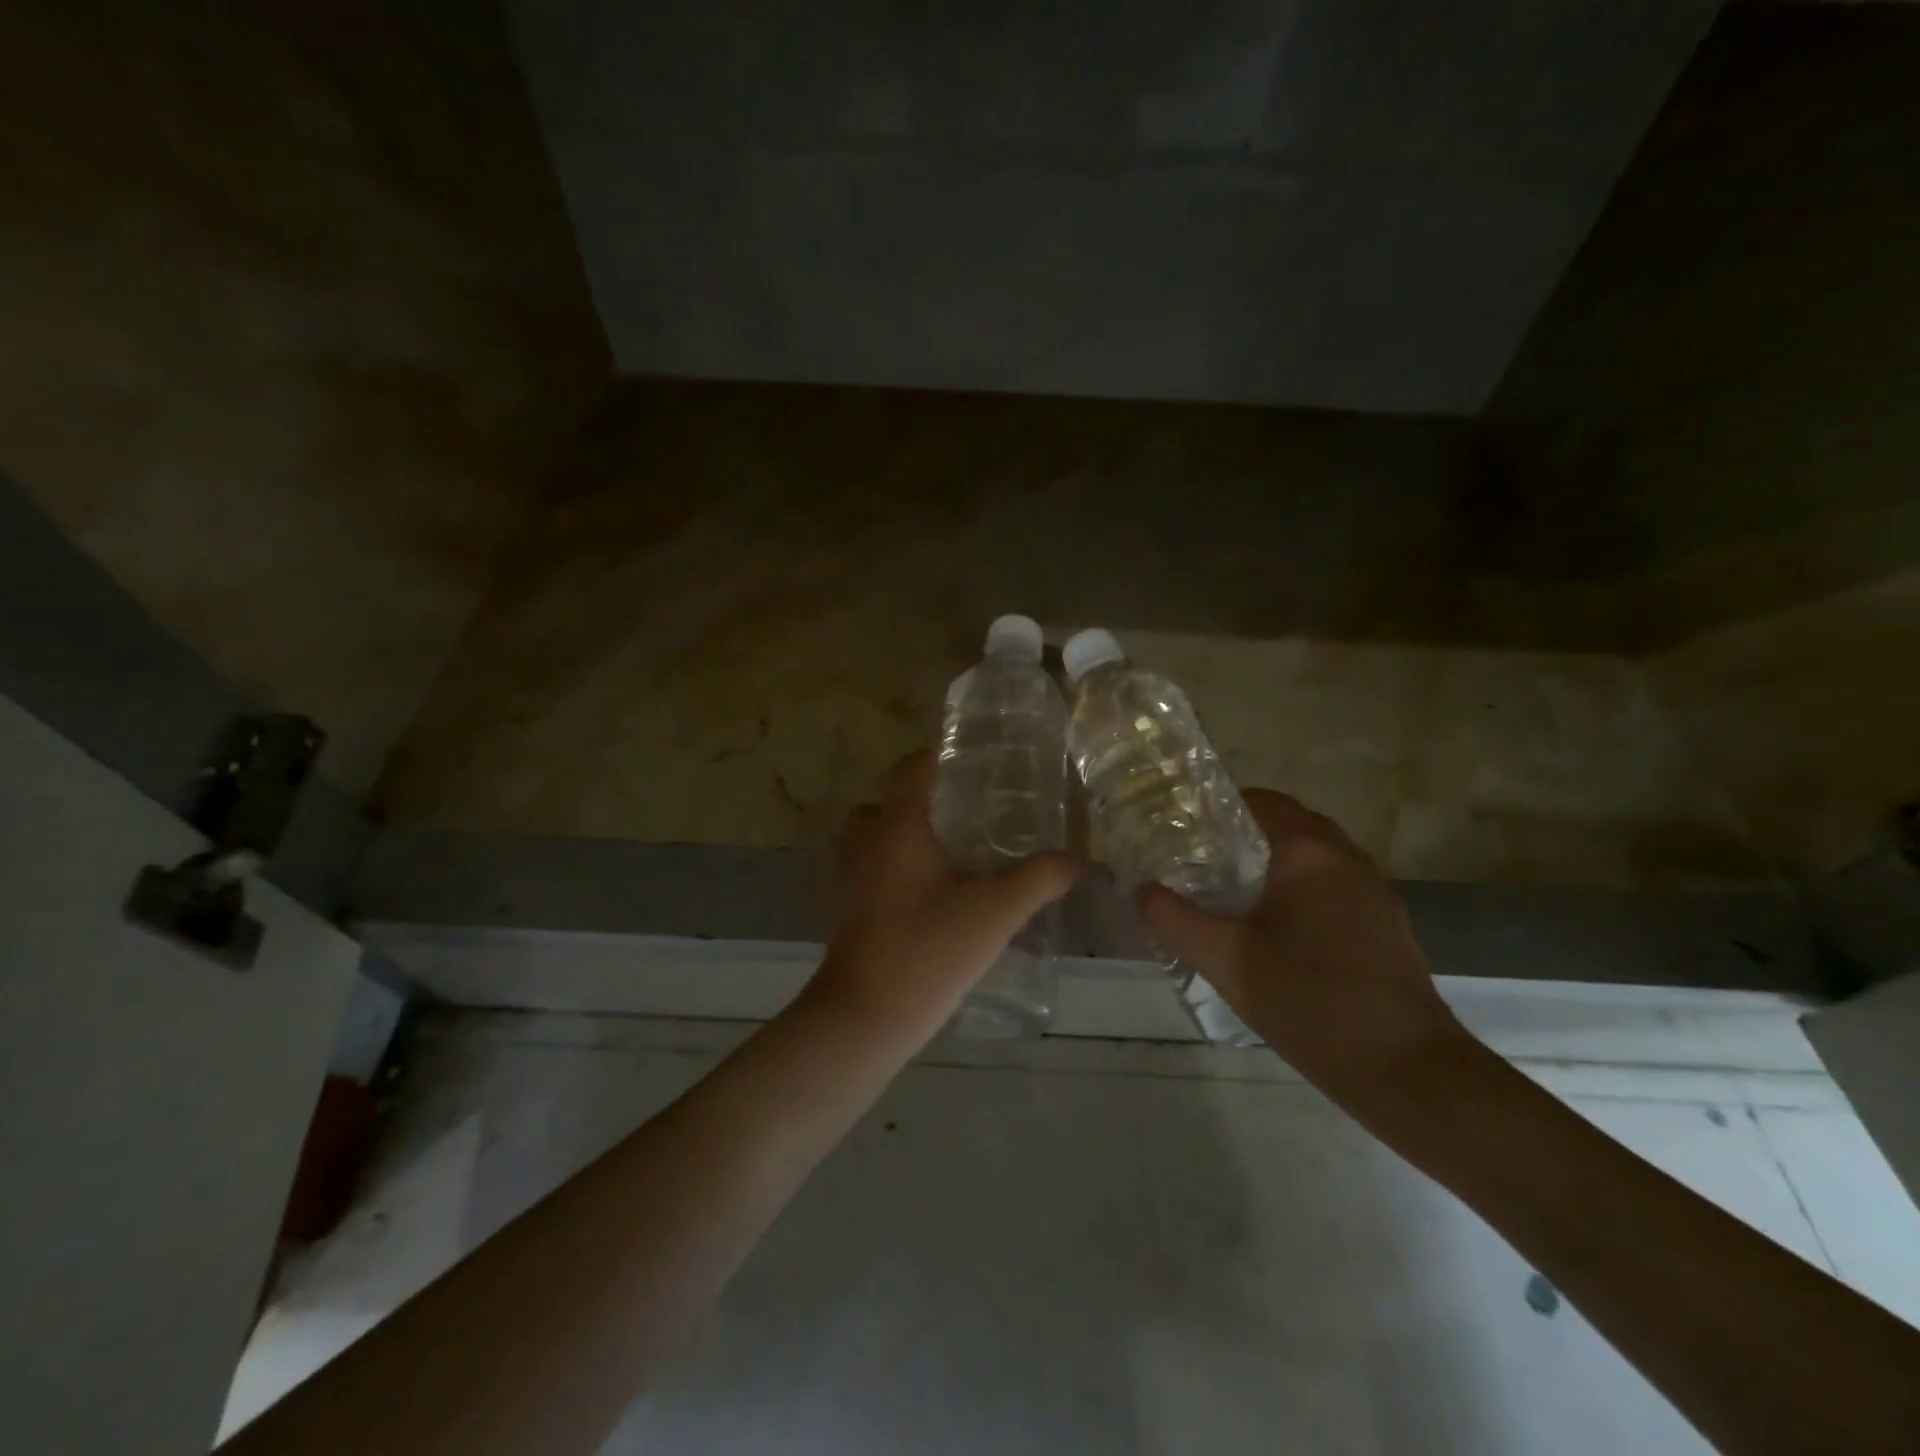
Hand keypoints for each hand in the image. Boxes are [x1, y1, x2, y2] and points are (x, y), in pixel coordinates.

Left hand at [810, 750, 1080, 1037]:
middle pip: (880, 803)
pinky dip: (890, 869)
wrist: (866, 1015)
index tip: (968, 762)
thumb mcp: (996, 912)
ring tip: (944, 851)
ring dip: (897, 836)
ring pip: (868, 839)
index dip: (934, 758)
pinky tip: (929, 894)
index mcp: (898, 828)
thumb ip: (1039, 879)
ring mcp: (851, 879)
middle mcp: (867, 844)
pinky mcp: (849, 911)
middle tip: (957, 812)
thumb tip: (1077, 859)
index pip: (909, 770)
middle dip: (913, 801)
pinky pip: (868, 872)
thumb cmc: (928, 949)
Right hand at [1137, 790, 1465, 1099]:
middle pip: (1286, 821)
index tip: (1180, 829)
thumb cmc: (1311, 1002)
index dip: (1215, 807)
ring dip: (1272, 859)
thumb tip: (1142, 889)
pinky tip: (1274, 926)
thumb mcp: (1226, 961)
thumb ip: (1174, 919)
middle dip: (1241, 833)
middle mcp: (1345, 857)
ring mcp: (1371, 888)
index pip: (1258, 800)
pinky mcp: (1383, 920)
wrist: (1406, 1069)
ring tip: (1228, 891)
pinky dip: (1299, 885)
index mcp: (1308, 852)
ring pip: (1311, 853)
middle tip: (1197, 860)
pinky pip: (1331, 881)